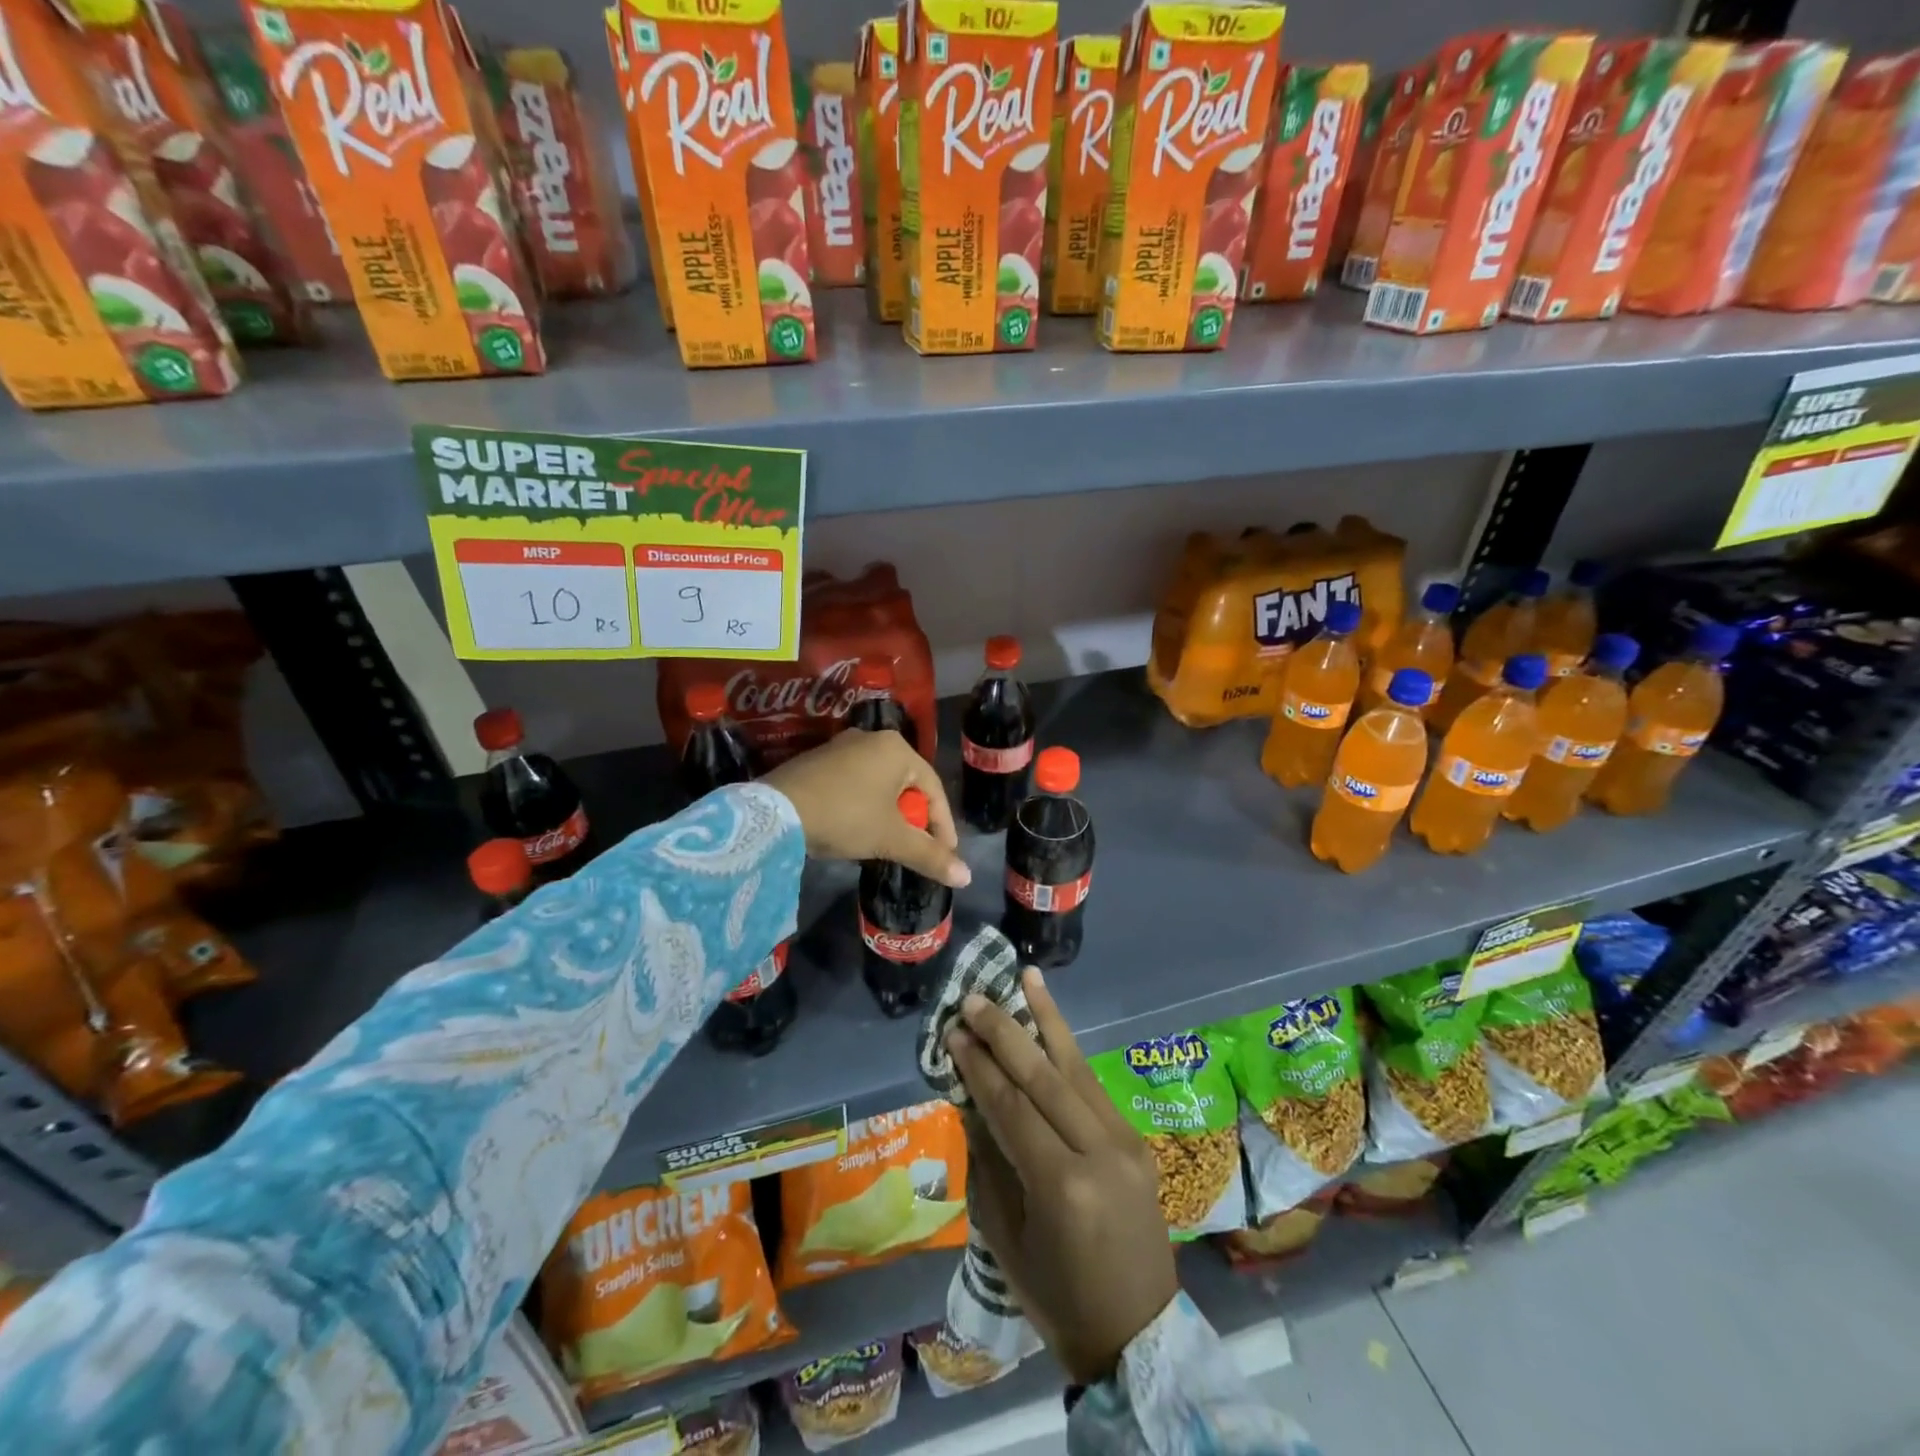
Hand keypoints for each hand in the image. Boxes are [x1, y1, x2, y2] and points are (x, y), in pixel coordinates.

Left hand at [761, 728, 969, 887]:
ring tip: (889, 844)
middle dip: (915, 821)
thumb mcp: (891, 839)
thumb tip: (966, 878)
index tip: (945, 856)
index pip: (934, 790)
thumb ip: (930, 856)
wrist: (776, 812)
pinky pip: (856, 785)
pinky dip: (864, 808)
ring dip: (889, 816)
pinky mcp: (818, 761)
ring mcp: (842, 747)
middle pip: (907, 786)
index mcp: (897, 749)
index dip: (943, 827)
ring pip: (881, 786)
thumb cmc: (845, 817)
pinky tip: (857, 830)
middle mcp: (872, 739)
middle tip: (917, 850)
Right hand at [947, 969, 1178, 1384]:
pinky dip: (1069, 1051)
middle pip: (1044, 1076)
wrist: (1138, 1333)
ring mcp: (1124, 1141)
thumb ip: (989, 1162)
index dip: (979, 1066)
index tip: (953, 1032)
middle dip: (1005, 1031)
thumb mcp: (1006, 1239)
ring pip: (1076, 1067)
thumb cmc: (1058, 1298)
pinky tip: (1052, 1023)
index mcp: (1061, 1184)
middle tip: (974, 998)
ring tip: (1026, 977)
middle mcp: (1098, 1151)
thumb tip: (972, 1101)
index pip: (1011, 1107)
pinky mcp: (1135, 1139)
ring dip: (1047, 1018)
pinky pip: (1093, 1087)